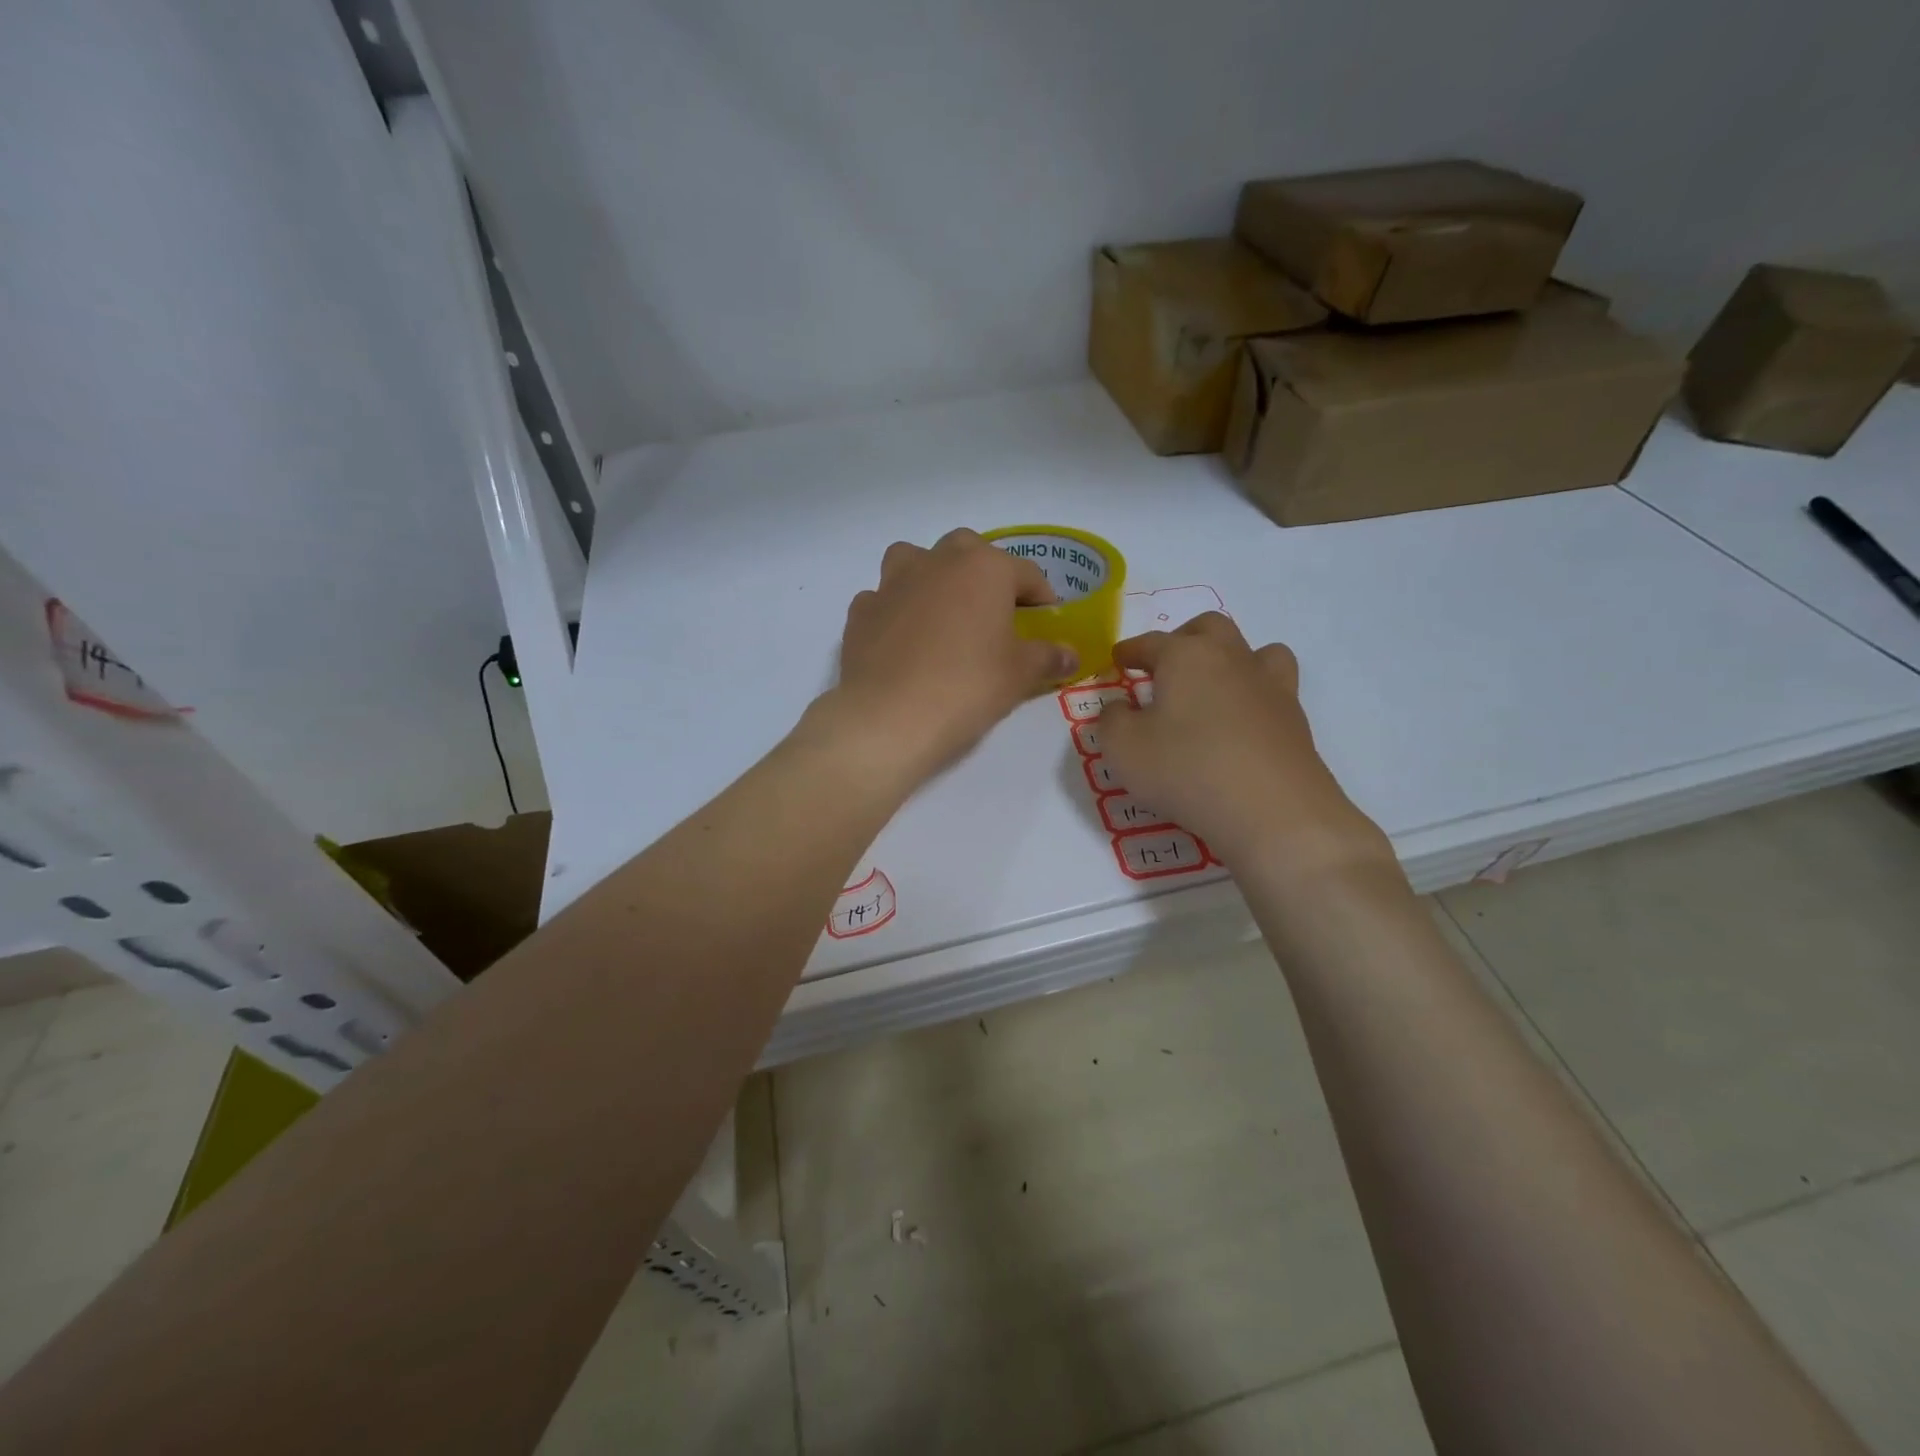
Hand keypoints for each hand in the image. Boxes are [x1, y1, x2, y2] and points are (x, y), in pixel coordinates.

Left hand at [823, 529, 1077, 783]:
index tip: (1046, 622)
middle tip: (993, 613)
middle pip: (968, 551)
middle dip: (984, 574)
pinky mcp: (861, 610)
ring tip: (942, 613)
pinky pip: (884, 598)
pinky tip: (903, 640)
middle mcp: (937, 561)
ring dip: (932, 577)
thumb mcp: (1019, 675)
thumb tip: (1070, 654)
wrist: (888, 717)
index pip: (1026, 573)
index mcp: (984, 568)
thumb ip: (1047, 657)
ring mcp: (893, 582)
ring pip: (916, 560)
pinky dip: (896, 611)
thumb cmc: (966, 688)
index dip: (1042, 597)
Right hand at [1099, 613, 1393, 883]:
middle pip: (1208, 628)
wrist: (1273, 812)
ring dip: (1230, 659)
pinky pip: (1273, 690)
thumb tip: (1120, 707)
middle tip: (1165, 667)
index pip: (1151, 642)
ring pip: (1255, 650)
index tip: (1119, 660)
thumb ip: (1112, 720)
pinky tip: (1239, 724)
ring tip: (1213, 687)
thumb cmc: (1186, 770)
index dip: (1131, 651)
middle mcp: (1231, 658)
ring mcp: (1270, 686)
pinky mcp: (1295, 720)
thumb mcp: (1123, 749)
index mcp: (1186, 656)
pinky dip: (1253, 695)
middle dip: (1183, 638)